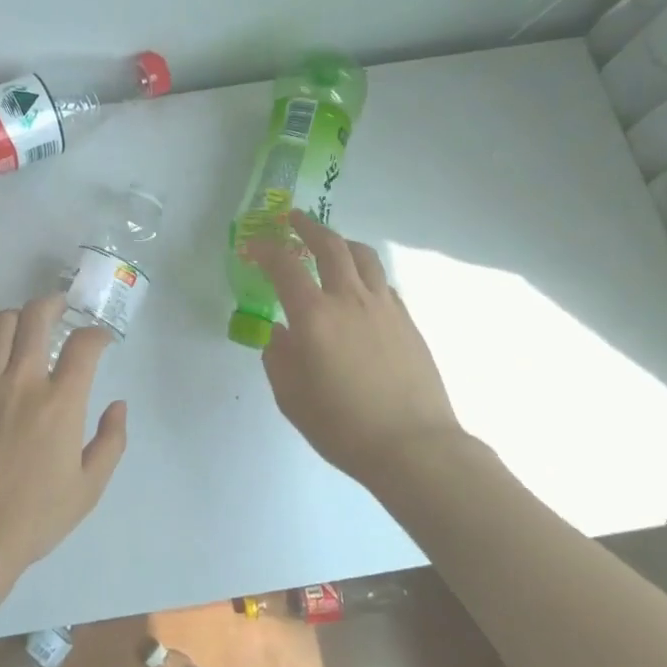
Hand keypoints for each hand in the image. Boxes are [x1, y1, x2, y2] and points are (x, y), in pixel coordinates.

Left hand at [0, 294, 128, 573]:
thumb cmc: (34, 517)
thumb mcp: (89, 487)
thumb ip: (111, 441)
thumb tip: (118, 405)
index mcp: (61, 402)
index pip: (84, 344)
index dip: (96, 334)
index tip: (99, 341)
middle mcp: (22, 381)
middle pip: (36, 316)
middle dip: (53, 305)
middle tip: (58, 310)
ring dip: (17, 323)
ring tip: (22, 333)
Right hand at [248, 211, 468, 486]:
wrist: (413, 446)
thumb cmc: (343, 426)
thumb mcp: (292, 397)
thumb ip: (278, 358)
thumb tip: (279, 333)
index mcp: (314, 315)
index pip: (285, 266)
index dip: (265, 250)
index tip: (253, 246)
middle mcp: (350, 299)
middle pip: (330, 245)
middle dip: (307, 227)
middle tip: (293, 220)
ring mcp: (384, 306)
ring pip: (363, 256)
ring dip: (341, 242)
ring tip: (331, 244)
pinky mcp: (407, 320)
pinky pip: (383, 281)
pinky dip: (365, 272)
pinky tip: (360, 288)